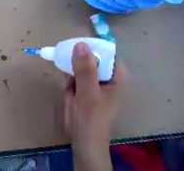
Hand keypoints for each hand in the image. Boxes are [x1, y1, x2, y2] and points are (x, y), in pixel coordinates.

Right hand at [61, 42, 124, 169]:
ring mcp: (92, 81)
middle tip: (69, 66)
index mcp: (115, 77)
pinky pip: (72, 74)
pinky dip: (67, 78)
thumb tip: (80, 44)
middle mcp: (104, 76)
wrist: (81, 139)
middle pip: (91, 58)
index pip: (106, 54)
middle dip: (77, 61)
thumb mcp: (89, 93)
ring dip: (70, 70)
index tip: (75, 46)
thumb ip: (85, 69)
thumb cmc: (91, 118)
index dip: (92, 48)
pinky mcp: (80, 86)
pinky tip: (68, 89)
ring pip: (79, 65)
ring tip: (70, 85)